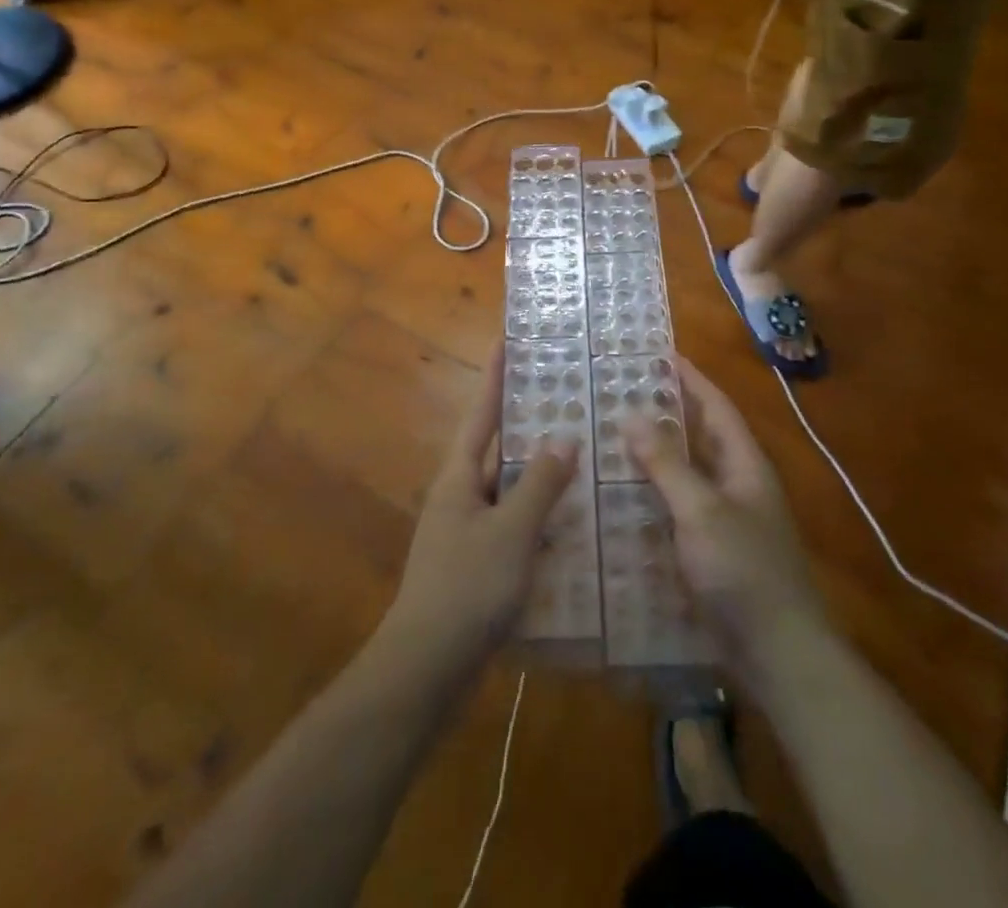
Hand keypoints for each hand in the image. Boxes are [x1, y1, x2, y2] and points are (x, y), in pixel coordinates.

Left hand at [381, 346, 577, 674]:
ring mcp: (467, 531)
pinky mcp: (478, 564)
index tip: (507, 339)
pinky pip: (514, 524)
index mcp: (459, 477)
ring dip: (539, 472)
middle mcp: (460, 495)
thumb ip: (538, 484)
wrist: (425, 670)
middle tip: (567, 396)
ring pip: (508, 488)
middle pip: (496, 447)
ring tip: (582, 452)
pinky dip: (540, 515)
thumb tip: (563, 436)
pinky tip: (572, 521)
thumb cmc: (466, 589)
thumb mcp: (510, 532)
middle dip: (527, 422)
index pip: (482, 413)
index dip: (495, 375)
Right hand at [625, 357, 829, 683]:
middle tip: (621, 394)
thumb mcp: (702, 510)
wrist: (779, 656)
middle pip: (700, 438)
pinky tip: (618, 498)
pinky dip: (651, 498)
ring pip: (685, 475)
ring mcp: (724, 521)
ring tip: (609, 438)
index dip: (691, 378)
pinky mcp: (710, 553)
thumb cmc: (744, 571)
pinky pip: (676, 511)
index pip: (717, 407)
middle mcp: (736, 485)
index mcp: (745, 465)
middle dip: (666, 414)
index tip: (660, 353)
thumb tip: (631, 415)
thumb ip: (667, 464)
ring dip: (654, 457)